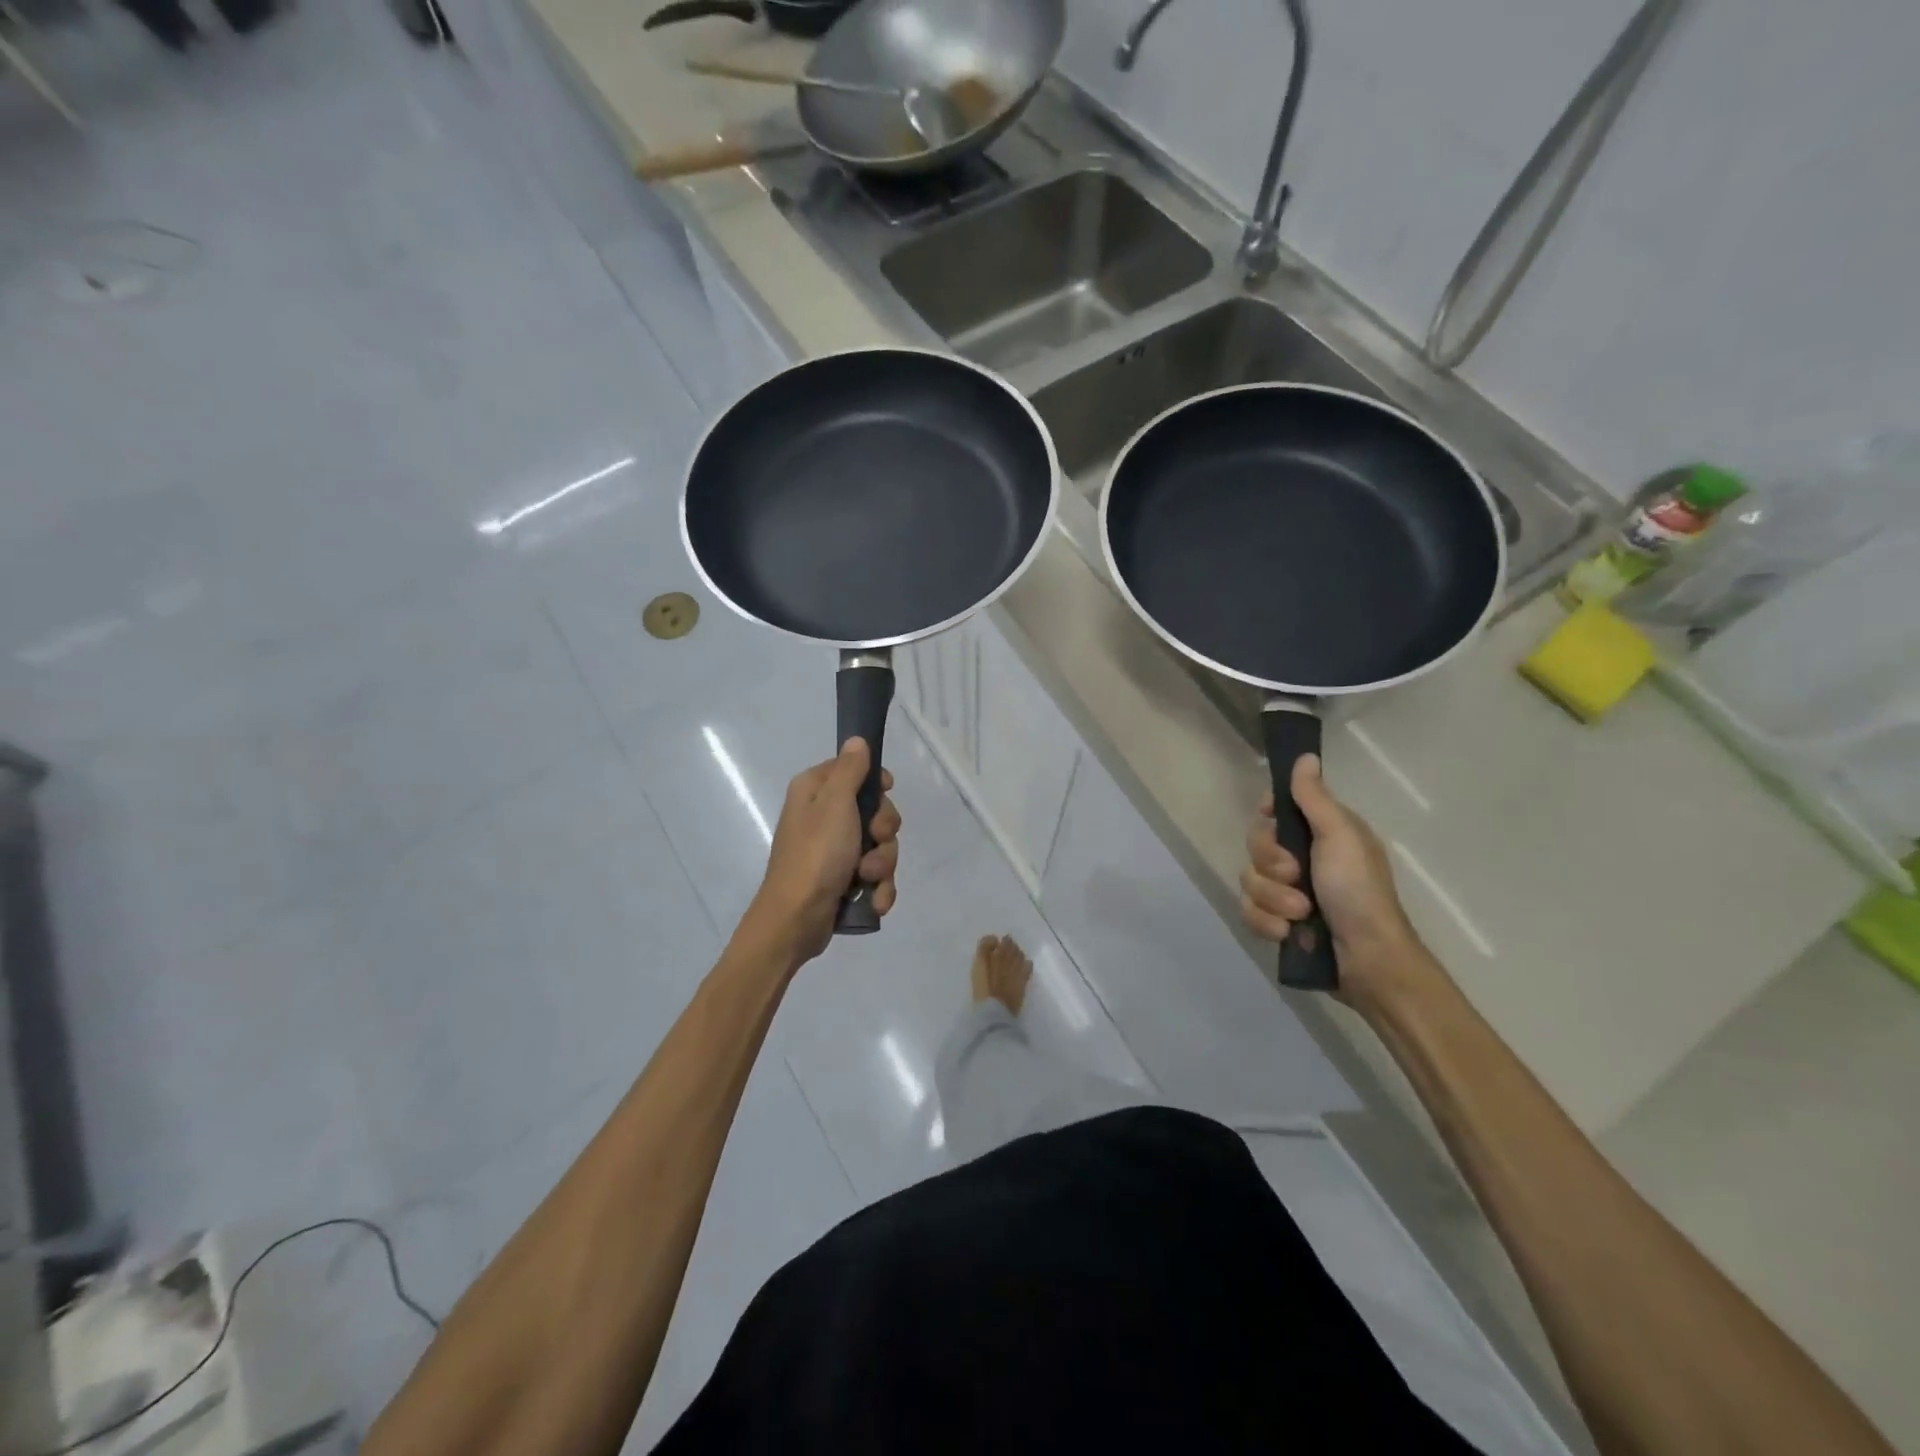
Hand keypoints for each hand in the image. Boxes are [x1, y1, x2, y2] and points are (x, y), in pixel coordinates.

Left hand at [743, 738, 900, 969]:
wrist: (796, 920)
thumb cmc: (815, 854)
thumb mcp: (834, 804)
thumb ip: (850, 770)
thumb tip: (856, 739)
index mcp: (815, 791)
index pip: (855, 770)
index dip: (876, 783)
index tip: (885, 793)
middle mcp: (823, 816)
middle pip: (875, 811)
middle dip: (883, 832)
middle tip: (873, 841)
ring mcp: (835, 851)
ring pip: (880, 846)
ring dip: (881, 865)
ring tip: (867, 880)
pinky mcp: (843, 880)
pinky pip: (875, 876)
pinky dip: (879, 889)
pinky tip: (874, 901)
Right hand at [1240, 755, 1425, 1005]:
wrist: (1367, 961)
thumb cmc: (1359, 892)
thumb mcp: (1339, 837)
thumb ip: (1314, 798)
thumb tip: (1305, 756)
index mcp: (1321, 833)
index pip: (1276, 808)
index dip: (1268, 814)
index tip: (1271, 819)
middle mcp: (1302, 858)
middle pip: (1256, 844)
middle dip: (1271, 865)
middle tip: (1297, 877)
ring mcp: (1287, 891)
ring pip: (1249, 880)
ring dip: (1272, 899)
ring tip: (1300, 914)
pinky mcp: (1277, 921)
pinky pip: (1249, 911)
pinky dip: (1266, 923)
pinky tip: (1288, 933)